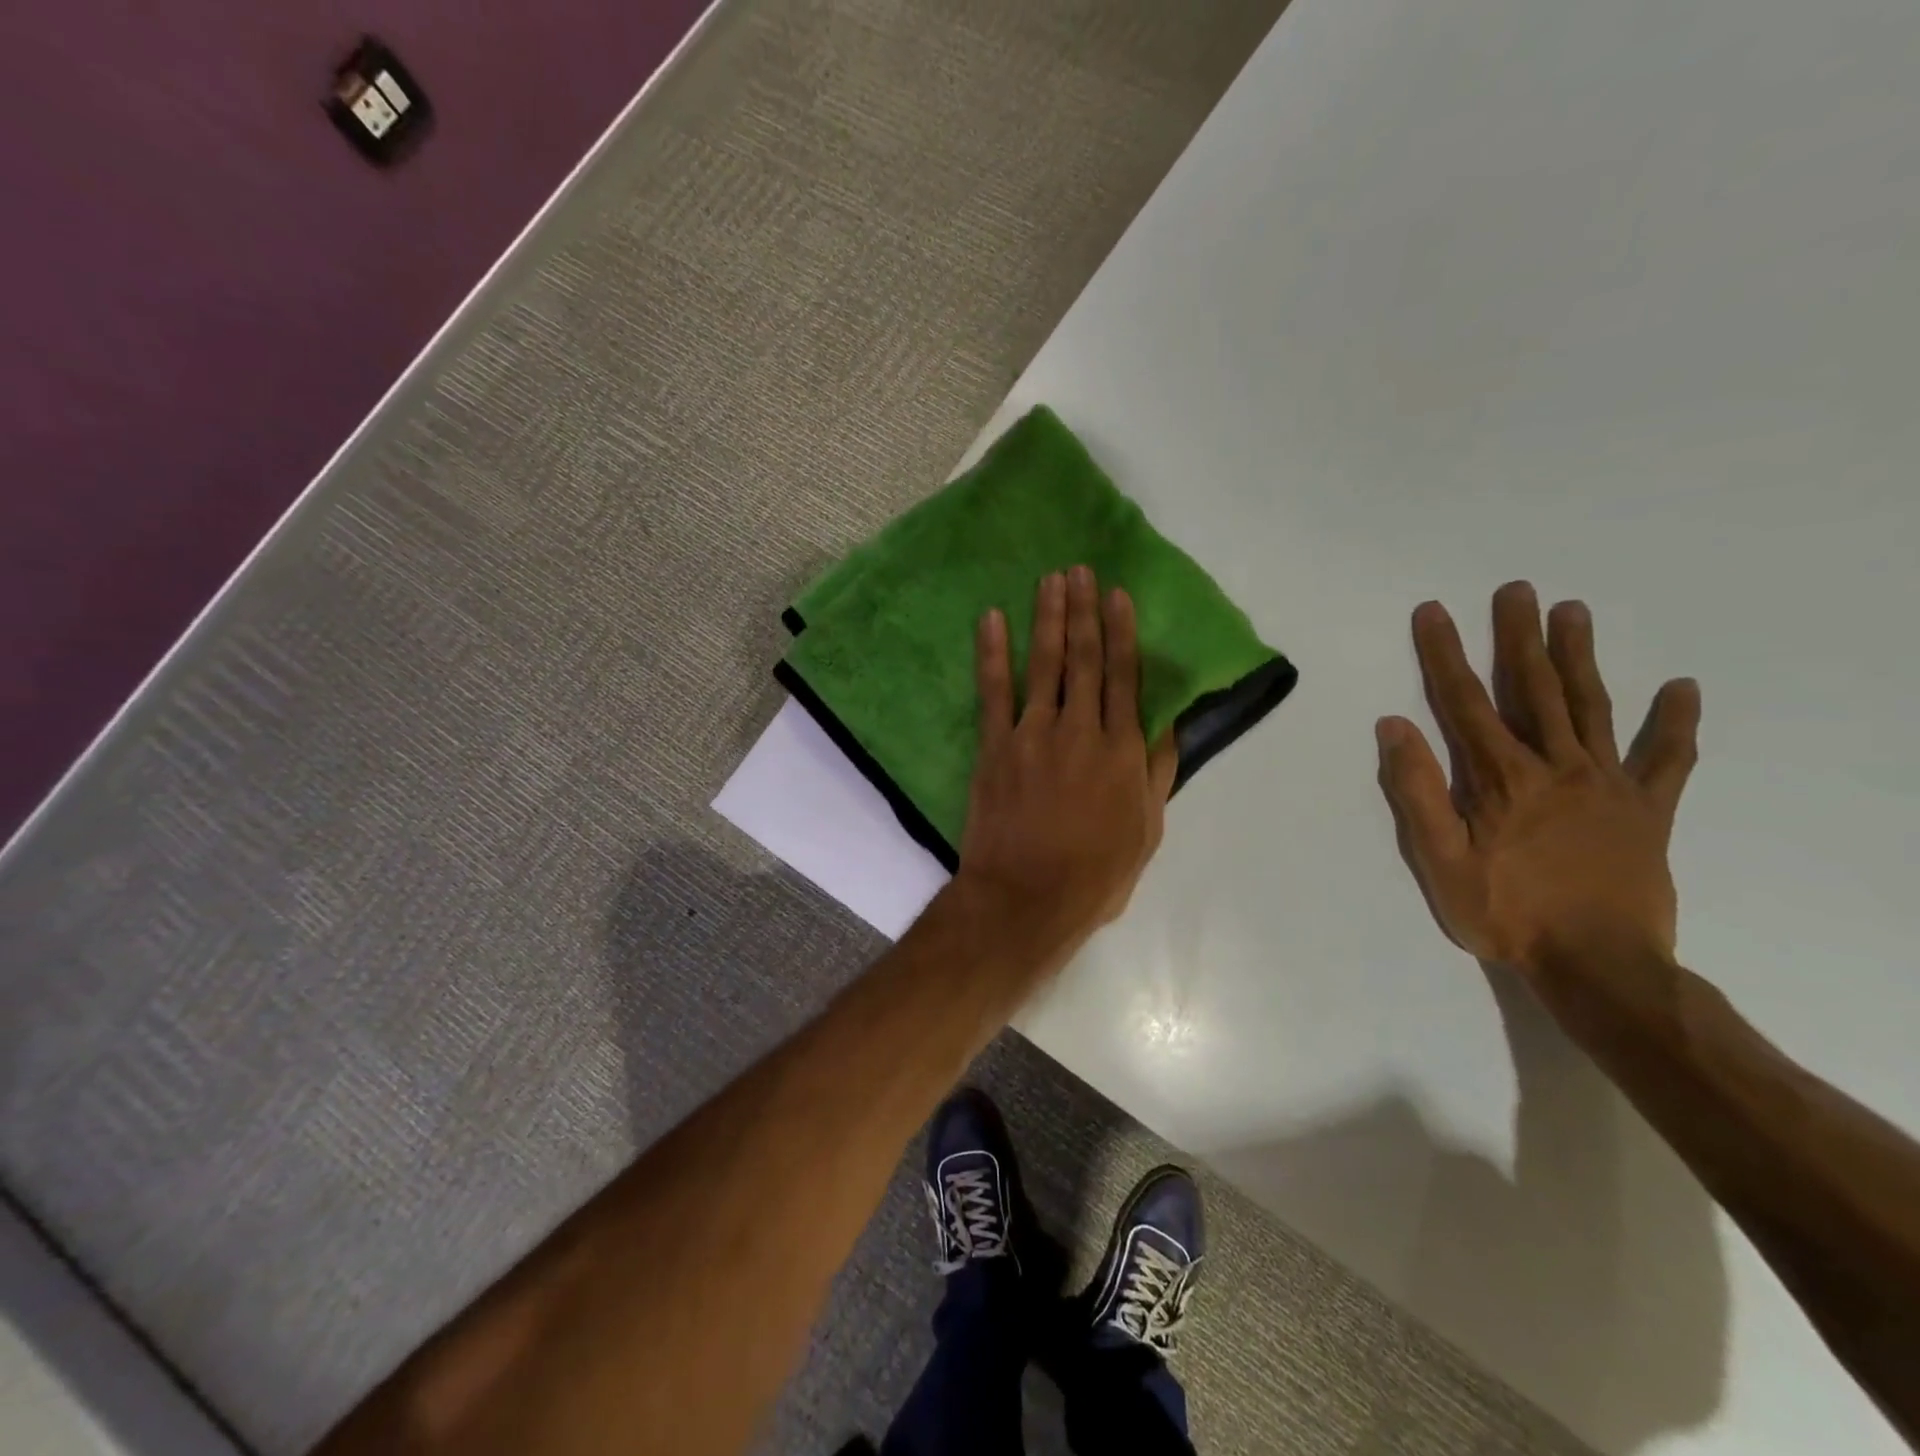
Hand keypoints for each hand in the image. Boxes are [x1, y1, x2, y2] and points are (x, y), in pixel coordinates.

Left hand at [957, 566, 1178, 948]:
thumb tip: (1166, 725)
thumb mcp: (1146, 831)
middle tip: (1080, 570)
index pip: (1126, 678)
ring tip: (1050, 580)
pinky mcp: (995, 747)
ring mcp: (1033, 735)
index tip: (1117, 594)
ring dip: (1048, 618)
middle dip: (1084, 611)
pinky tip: (992, 619)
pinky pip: (993, 691)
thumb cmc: (1094, 874)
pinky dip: (993, 653)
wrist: (1026, 898)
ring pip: (1045, 665)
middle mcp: (1081, 731)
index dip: (1122, 632)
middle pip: (1085, 660)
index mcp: (1122, 751)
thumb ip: (1156, 773)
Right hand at [1376, 582, 1701, 981]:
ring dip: (1579, 657)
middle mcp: (1557, 766)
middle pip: (1534, 689)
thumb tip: (1394, 726)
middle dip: (1519, 637)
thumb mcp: (1441, 860)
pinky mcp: (1650, 810)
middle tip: (1516, 590)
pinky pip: (1668, 759)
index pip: (1465, 701)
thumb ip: (1418, 791)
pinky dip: (1675, 724)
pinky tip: (1681, 689)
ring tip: (1573, 611)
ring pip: (1592, 707)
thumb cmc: (1506, 913)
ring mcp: (1610, 784)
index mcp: (1502, 778)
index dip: (1445, 653)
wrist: (1600, 966)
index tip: (1433, 612)